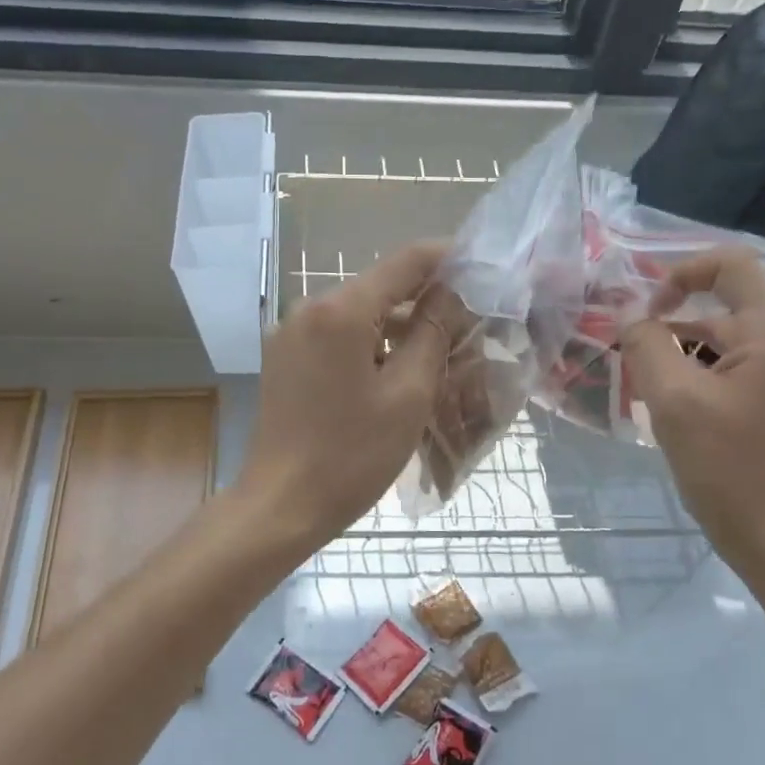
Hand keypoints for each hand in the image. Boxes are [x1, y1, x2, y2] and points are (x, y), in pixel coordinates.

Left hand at [232, 242, 449, 552]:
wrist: (281, 506)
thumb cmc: (351, 455)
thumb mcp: (408, 395)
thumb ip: (433, 333)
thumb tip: (452, 292)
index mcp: (340, 310)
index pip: (405, 262)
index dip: (447, 258)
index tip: (483, 268)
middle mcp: (309, 309)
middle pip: (380, 288)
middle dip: (426, 301)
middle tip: (470, 326)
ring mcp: (291, 334)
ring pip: (359, 315)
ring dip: (400, 328)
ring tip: (441, 356)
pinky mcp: (285, 359)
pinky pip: (338, 337)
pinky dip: (371, 346)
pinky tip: (397, 374)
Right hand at [620, 247, 764, 578]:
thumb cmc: (728, 467)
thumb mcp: (675, 400)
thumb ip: (647, 346)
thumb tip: (629, 317)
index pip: (735, 265)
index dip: (685, 269)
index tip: (649, 305)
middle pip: (730, 297)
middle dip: (680, 304)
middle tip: (641, 325)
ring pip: (724, 335)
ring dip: (681, 339)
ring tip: (640, 367)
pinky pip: (725, 366)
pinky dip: (691, 367)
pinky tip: (662, 396)